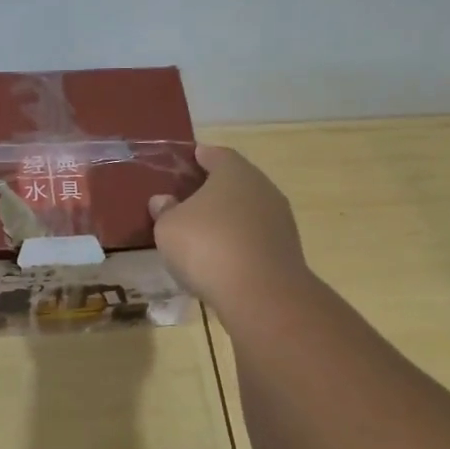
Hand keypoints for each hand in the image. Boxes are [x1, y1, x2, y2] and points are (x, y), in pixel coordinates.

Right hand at [148, 145, 307, 309]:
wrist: (261, 294)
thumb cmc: (207, 246)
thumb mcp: (168, 227)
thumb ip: (164, 210)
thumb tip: (164, 201)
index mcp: (234, 172)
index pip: (216, 154)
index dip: (199, 157)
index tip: (186, 162)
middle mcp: (262, 188)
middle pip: (235, 182)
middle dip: (212, 189)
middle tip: (187, 200)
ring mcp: (279, 220)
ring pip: (247, 211)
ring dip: (227, 218)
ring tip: (202, 232)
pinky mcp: (286, 250)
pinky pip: (254, 237)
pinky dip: (238, 242)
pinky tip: (221, 257)